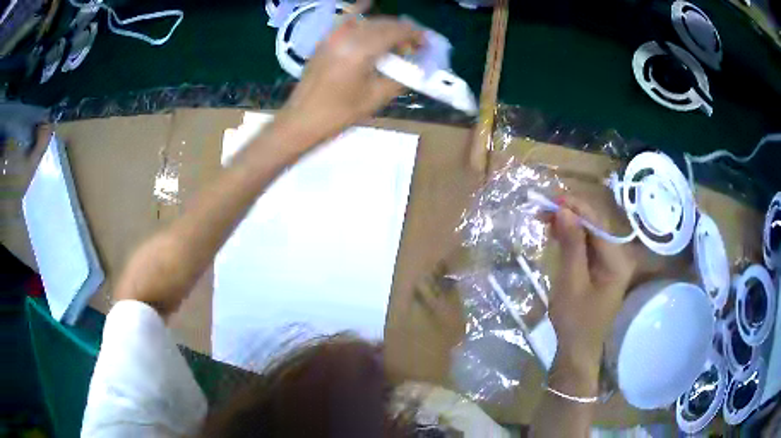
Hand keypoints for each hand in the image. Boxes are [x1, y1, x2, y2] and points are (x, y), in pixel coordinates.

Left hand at [274, 17, 421, 145]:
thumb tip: (417, 65)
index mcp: (361, 51)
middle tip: (414, 46)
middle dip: (403, 31)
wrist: (302, 119)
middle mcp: (347, 37)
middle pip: (383, 24)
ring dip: (386, 26)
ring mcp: (333, 36)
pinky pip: (345, 20)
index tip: (426, 42)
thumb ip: (400, 77)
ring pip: (367, 22)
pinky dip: (358, 12)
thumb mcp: (376, 98)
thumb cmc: (339, 113)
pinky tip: (368, 3)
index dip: (415, 35)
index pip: (395, 32)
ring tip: (397, 40)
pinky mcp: (325, 41)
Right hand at [547, 196, 634, 388]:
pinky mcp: (602, 269)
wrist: (578, 350)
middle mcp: (619, 257)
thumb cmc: (574, 320)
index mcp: (617, 260)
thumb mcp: (571, 282)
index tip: (549, 199)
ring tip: (545, 218)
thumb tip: (564, 210)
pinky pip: (588, 246)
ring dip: (569, 225)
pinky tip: (557, 234)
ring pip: (590, 234)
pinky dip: (572, 238)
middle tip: (542, 209)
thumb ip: (571, 245)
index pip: (597, 223)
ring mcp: (611, 263)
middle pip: (595, 226)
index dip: (574, 207)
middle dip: (570, 214)